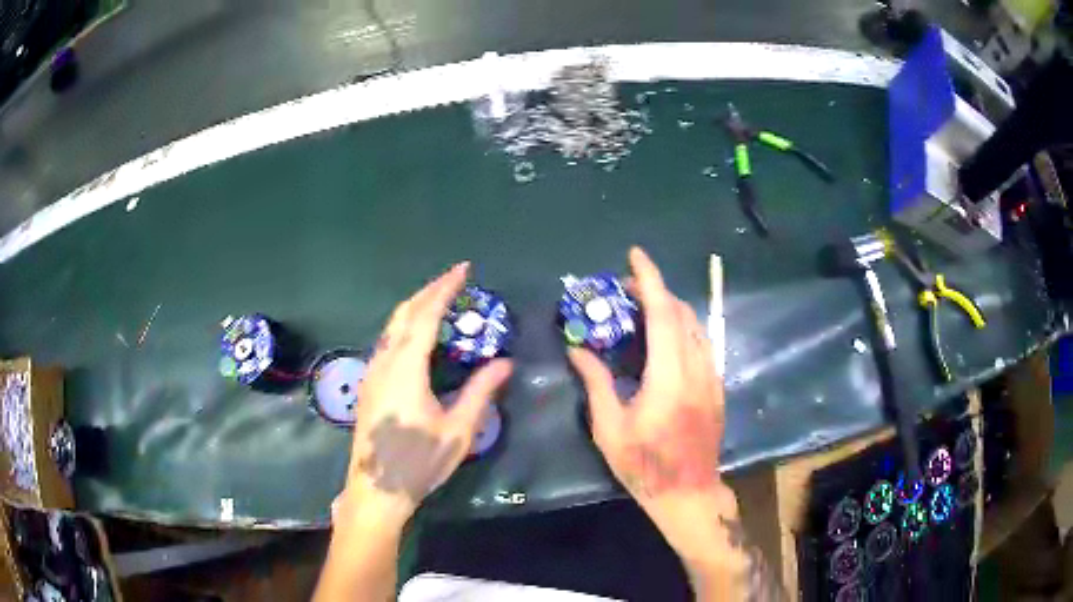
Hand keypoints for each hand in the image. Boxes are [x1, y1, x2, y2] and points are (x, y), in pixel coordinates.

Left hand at [334, 262, 513, 532]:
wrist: (376, 489)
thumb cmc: (419, 462)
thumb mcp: (458, 430)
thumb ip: (481, 392)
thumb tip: (505, 363)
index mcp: (405, 369)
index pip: (425, 316)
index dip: (444, 289)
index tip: (463, 270)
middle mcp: (384, 362)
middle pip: (403, 314)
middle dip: (428, 291)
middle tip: (454, 280)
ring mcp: (371, 373)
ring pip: (391, 327)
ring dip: (415, 308)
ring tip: (440, 301)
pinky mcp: (368, 385)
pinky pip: (386, 342)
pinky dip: (405, 326)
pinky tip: (418, 336)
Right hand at [568, 247, 726, 556]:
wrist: (689, 493)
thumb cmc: (644, 466)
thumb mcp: (610, 429)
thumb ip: (596, 383)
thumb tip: (577, 350)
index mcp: (668, 377)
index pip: (662, 314)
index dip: (649, 279)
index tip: (635, 255)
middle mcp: (696, 368)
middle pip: (680, 313)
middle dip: (655, 291)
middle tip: (624, 291)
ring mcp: (711, 377)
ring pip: (695, 326)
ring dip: (670, 309)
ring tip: (642, 311)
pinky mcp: (717, 387)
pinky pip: (702, 344)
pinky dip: (682, 329)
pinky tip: (664, 340)